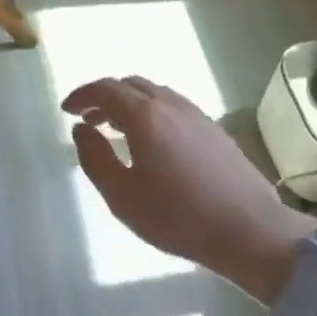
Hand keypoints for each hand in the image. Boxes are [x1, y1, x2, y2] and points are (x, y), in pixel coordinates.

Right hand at [62, 77, 314, 302]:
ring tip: (116, 129)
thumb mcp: (122, 196)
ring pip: (153, 93)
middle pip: (129, 85)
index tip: (66, 110)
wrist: (250, 230)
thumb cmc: (178, 216)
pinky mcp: (213, 129)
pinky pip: (172, 106)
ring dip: (128, 103)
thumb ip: (94, 158)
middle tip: (88, 119)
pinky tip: (152, 141)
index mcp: (144, 115)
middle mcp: (170, 104)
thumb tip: (81, 129)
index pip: (105, 89)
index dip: (82, 95)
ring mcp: (195, 114)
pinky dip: (151, 111)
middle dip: (104, 96)